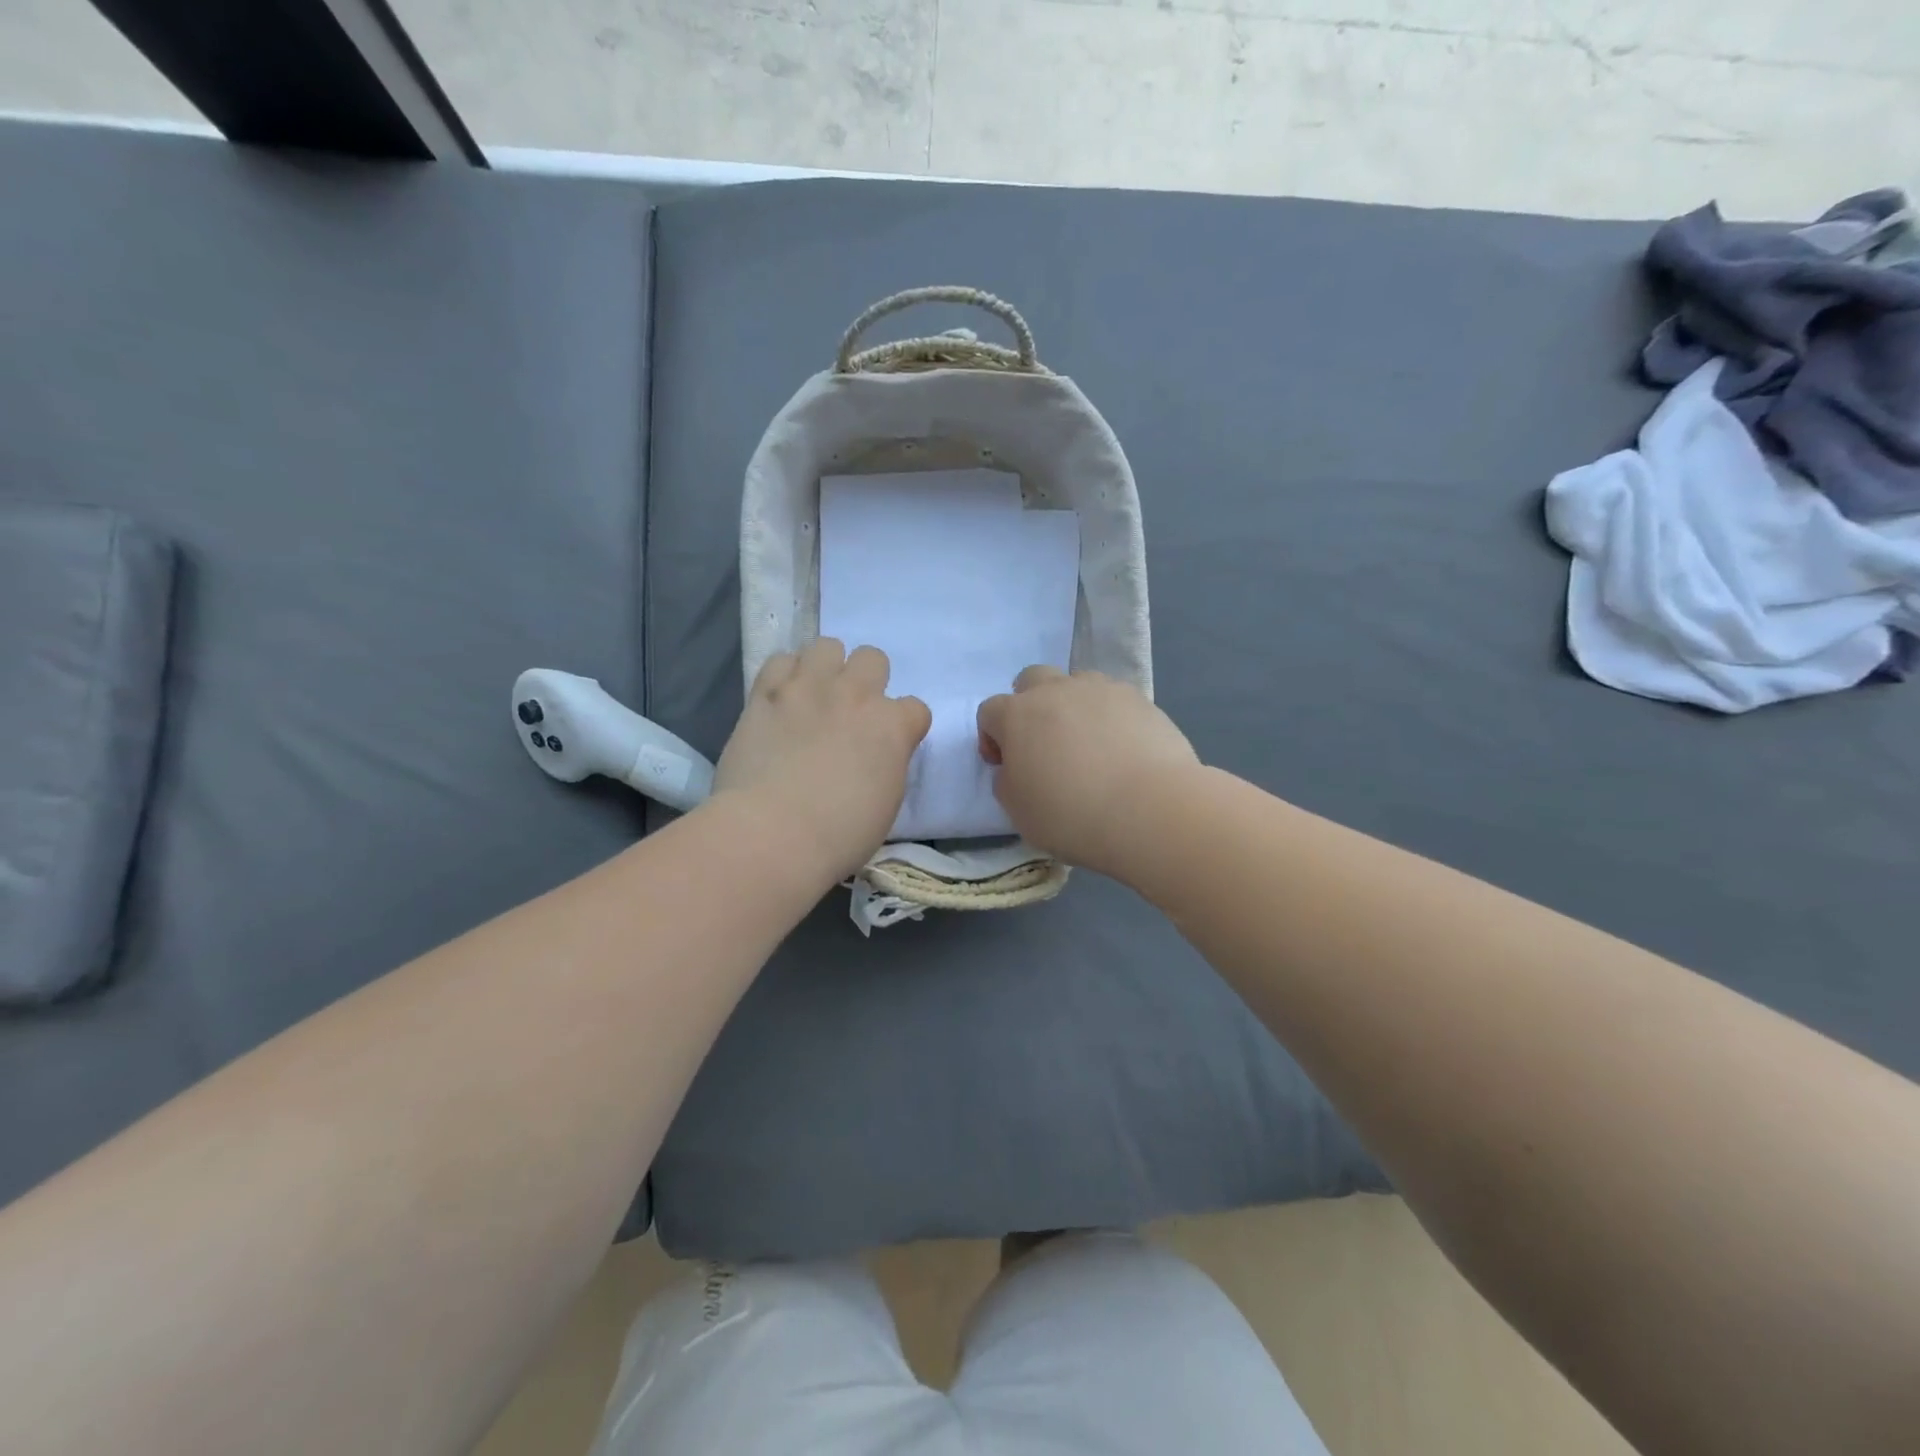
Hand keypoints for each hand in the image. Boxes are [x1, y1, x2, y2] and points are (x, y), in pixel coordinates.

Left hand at [713, 639, 930, 881]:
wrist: (773, 833)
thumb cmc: (839, 834)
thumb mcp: (887, 804)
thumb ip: (888, 765)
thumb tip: (876, 755)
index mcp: (893, 726)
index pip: (915, 708)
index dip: (904, 727)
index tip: (890, 746)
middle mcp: (855, 694)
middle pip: (873, 658)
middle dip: (867, 680)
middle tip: (850, 712)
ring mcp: (809, 688)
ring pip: (827, 645)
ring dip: (825, 667)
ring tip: (814, 696)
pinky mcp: (766, 693)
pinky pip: (780, 660)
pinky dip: (784, 675)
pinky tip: (781, 699)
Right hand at [976, 667, 1200, 875]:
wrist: (1149, 809)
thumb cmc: (1071, 814)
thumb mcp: (1019, 812)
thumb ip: (1008, 782)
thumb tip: (1015, 768)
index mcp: (1017, 715)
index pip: (989, 711)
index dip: (992, 738)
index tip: (1005, 766)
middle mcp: (1056, 691)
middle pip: (1031, 680)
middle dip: (1030, 704)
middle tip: (1043, 742)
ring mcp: (1101, 690)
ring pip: (1076, 683)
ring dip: (1072, 705)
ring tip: (1087, 743)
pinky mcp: (1139, 699)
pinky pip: (1113, 699)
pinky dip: (1109, 716)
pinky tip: (1121, 748)